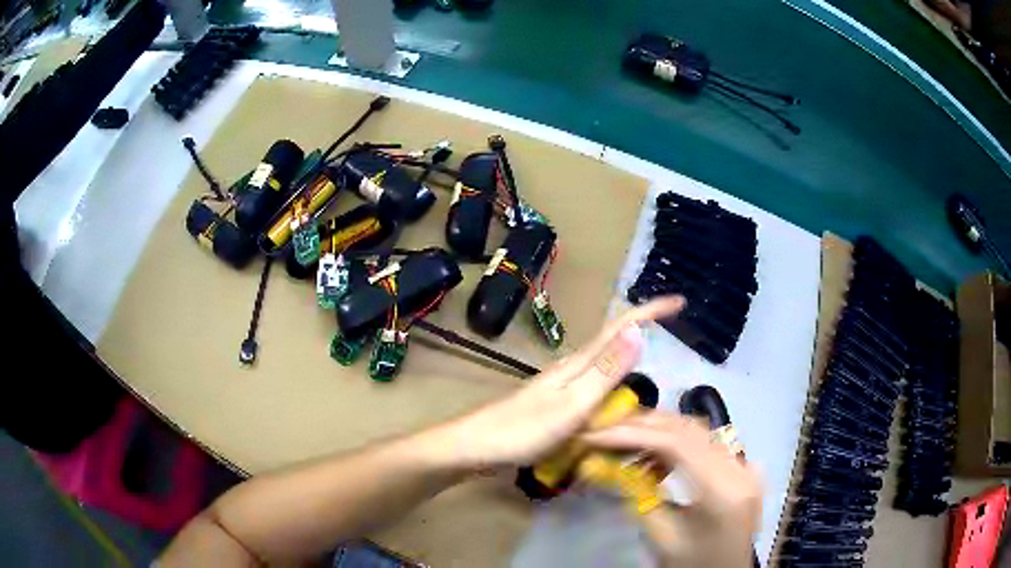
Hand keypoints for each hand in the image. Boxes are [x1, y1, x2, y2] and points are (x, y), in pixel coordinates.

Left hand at [433, 297, 684, 470]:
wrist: (476, 447)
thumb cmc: (523, 430)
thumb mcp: (571, 404)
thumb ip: (605, 372)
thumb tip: (638, 332)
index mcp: (579, 364)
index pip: (621, 328)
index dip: (650, 312)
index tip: (679, 301)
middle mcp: (572, 368)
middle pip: (614, 340)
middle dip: (644, 326)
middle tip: (673, 325)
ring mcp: (561, 385)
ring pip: (604, 362)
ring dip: (630, 352)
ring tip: (655, 357)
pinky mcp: (554, 403)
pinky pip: (593, 384)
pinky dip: (613, 381)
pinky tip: (616, 394)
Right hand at [583, 412, 762, 567]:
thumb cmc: (691, 564)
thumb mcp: (660, 536)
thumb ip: (638, 494)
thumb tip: (607, 463)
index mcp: (722, 491)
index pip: (677, 444)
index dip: (633, 433)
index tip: (595, 434)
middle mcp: (740, 469)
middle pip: (689, 428)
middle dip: (643, 425)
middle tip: (604, 429)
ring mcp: (744, 467)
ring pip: (698, 430)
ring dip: (659, 431)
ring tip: (624, 443)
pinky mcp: (742, 469)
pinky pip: (706, 444)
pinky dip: (677, 443)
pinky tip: (655, 458)